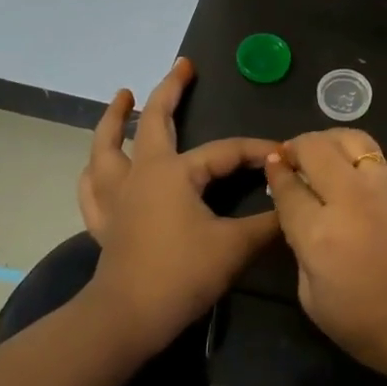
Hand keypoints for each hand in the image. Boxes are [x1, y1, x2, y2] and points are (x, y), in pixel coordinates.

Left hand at [76, 58, 279, 353]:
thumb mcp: (235, 247)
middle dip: (170, 90)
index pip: (225, 151)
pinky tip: (97, 165)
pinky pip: (93, 188)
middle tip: (183, 66)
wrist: (127, 319)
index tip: (284, 154)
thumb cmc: (181, 275)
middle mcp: (141, 173)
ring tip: (122, 96)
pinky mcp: (105, 222)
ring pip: (107, 147)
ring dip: (114, 119)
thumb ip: (268, 223)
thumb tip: (293, 205)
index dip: (256, 150)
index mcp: (174, 172)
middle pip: (153, 121)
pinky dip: (95, 171)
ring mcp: (117, 197)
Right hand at [264, 129, 386, 385]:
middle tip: (291, 157)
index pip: (288, 187)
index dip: (276, 172)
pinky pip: (375, 157)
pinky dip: (356, 157)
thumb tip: (301, 217)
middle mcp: (351, 198)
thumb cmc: (373, 328)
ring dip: (328, 142)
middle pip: (315, 149)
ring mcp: (386, 186)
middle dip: (296, 147)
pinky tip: (354, 176)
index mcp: (320, 234)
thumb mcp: (314, 301)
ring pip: (350, 139)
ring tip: (322, 156)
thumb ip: (301, 250)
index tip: (271, 164)